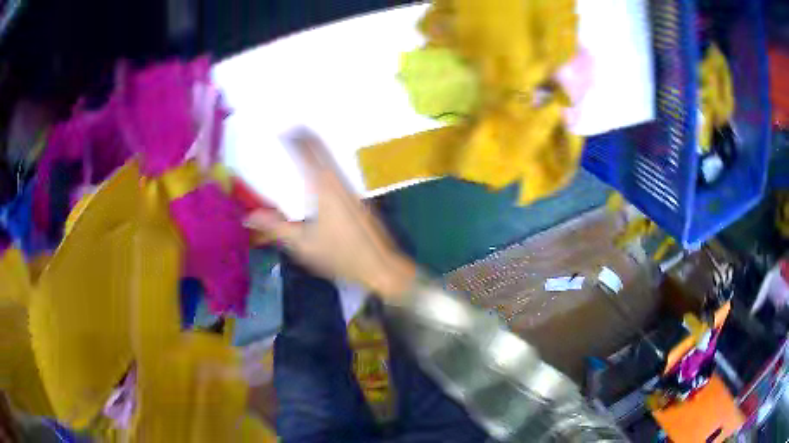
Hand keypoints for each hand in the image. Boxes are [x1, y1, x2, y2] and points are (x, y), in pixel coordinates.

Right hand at [244, 129, 416, 302]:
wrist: (380, 264)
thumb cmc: (339, 255)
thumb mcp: (302, 245)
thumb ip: (276, 227)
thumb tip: (249, 216)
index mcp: (323, 187)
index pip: (306, 153)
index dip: (293, 139)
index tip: (281, 130)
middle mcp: (338, 180)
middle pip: (321, 148)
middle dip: (305, 136)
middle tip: (290, 129)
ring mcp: (351, 187)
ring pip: (331, 157)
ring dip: (316, 147)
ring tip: (301, 141)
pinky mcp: (358, 196)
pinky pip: (337, 168)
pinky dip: (325, 160)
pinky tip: (320, 168)